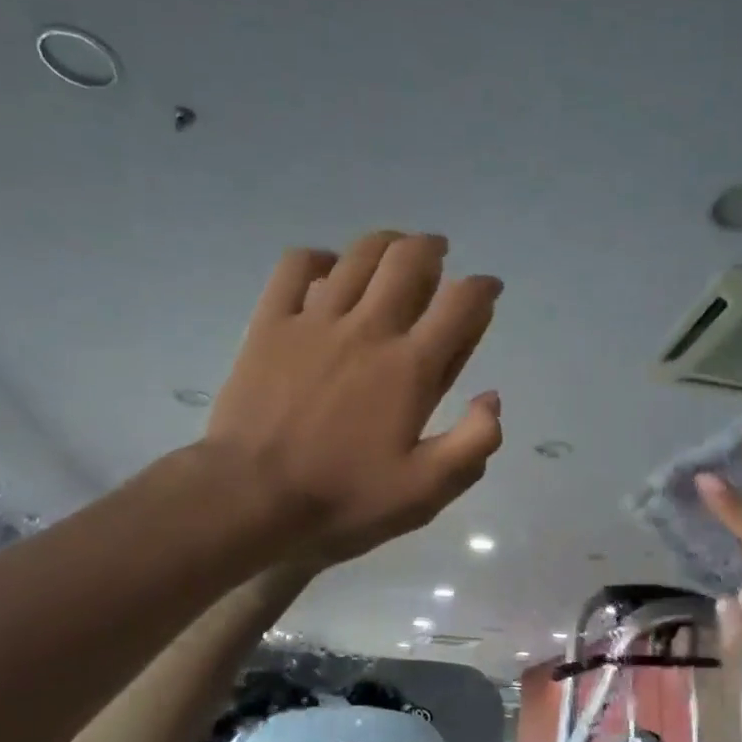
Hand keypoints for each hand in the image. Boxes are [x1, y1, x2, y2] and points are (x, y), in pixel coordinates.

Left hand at [205, 232, 502, 563]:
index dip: (483, 289)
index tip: (488, 290)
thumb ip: (473, 443)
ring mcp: (315, 321)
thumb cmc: (342, 496)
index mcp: (411, 367)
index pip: (460, 304)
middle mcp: (369, 330)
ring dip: (386, 243)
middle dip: (432, 249)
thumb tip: (492, 398)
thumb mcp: (424, 491)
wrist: (249, 497)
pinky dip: (318, 258)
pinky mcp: (271, 324)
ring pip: (358, 256)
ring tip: (395, 249)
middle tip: (440, 255)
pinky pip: (295, 267)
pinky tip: (328, 269)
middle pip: (409, 261)